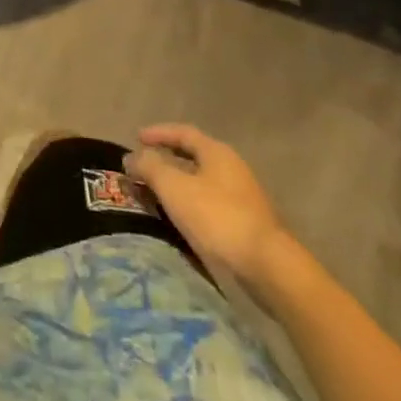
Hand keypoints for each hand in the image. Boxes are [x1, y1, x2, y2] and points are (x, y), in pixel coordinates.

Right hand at [126, 123, 289, 284]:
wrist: (268, 267)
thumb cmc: (217, 217)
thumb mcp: (174, 187)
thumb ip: (150, 167)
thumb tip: (132, 157)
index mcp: (217, 153)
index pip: (183, 132)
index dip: (158, 133)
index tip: (136, 138)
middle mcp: (232, 169)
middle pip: (194, 156)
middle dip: (167, 158)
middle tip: (143, 165)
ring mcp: (243, 197)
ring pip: (202, 181)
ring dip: (177, 183)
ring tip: (155, 192)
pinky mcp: (246, 223)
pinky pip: (210, 203)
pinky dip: (190, 203)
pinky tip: (179, 217)